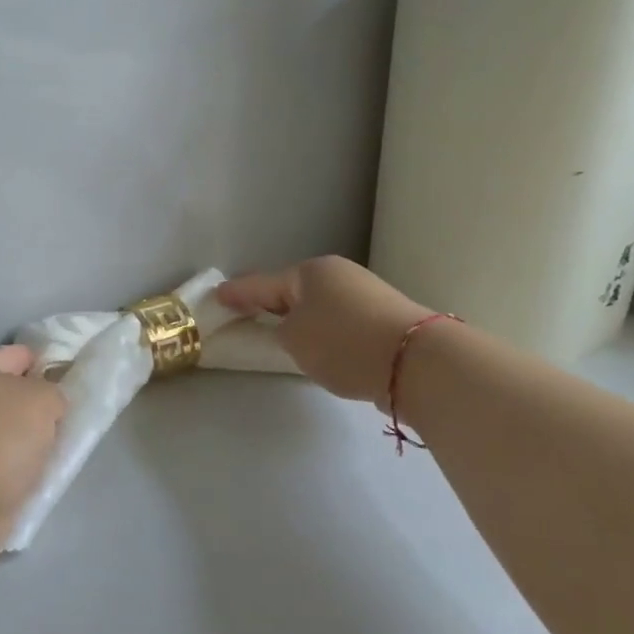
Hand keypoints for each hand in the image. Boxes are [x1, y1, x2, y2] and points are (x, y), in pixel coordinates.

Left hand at [0, 345, 67, 547]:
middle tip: (63, 425)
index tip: (71, 386)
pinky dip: (9, 473)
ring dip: (22, 444)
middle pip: (8, 396)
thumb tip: (45, 405)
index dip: (47, 366)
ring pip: (1, 433)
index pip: (20, 355)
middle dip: (33, 410)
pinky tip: (29, 481)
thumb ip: (53, 394)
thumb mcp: (43, 401)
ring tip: (50, 458)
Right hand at [218, 256, 431, 403]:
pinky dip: (324, 330)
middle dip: (270, 303)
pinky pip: (339, 320)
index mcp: (310, 272)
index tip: (217, 297)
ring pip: (318, 305)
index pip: (262, 283)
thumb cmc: (343, 343)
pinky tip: (320, 346)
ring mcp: (365, 294)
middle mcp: (338, 275)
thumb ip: (279, 331)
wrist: (416, 362)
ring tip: (283, 337)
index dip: (237, 293)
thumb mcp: (294, 340)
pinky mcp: (384, 318)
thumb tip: (292, 328)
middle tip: (247, 315)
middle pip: (292, 291)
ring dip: (299, 318)